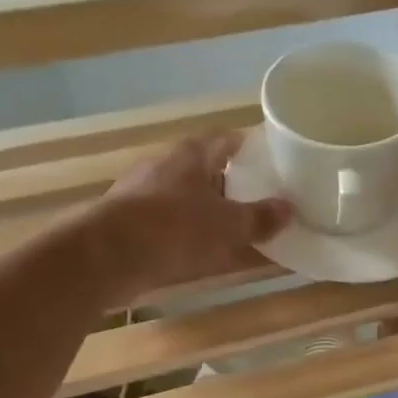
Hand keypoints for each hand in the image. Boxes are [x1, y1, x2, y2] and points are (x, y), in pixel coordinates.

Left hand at [91, 134, 291, 303]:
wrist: (108, 256)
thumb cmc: (174, 228)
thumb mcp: (227, 225)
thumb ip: (259, 218)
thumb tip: (288, 209)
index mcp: (191, 155)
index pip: (227, 141)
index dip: (250, 149)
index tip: (272, 161)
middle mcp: (166, 168)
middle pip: (206, 171)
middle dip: (232, 185)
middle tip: (262, 201)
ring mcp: (144, 196)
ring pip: (188, 200)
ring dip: (210, 214)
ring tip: (238, 231)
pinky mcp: (130, 225)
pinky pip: (171, 227)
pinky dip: (190, 237)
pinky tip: (204, 254)